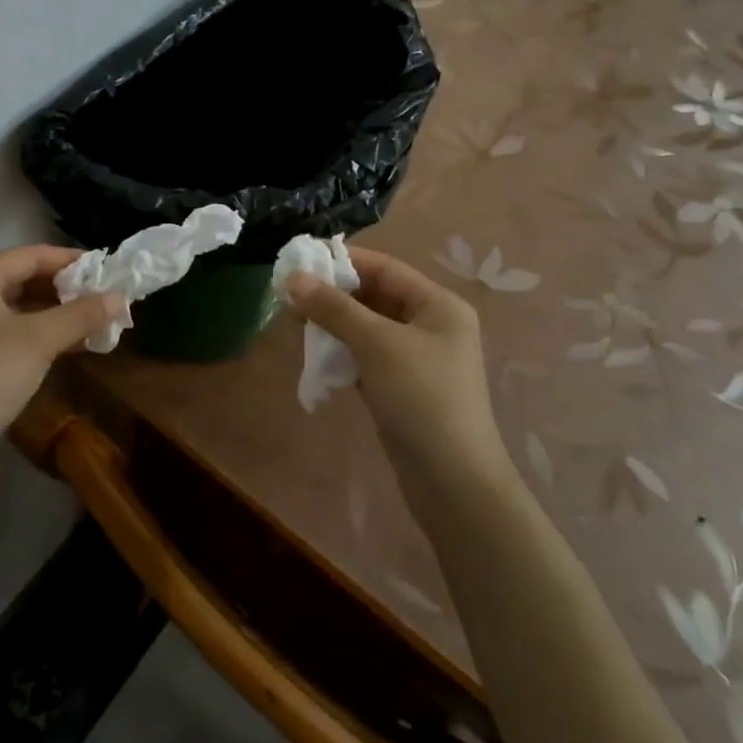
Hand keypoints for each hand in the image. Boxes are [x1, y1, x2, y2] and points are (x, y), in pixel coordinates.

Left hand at [0, 245, 121, 446]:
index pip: (30, 255)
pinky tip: (70, 342)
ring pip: (16, 306)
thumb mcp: (39, 341)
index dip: (70, 260)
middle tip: (102, 295)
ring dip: (54, 312)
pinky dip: (37, 331)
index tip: (105, 268)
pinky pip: (6, 328)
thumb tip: (121, 296)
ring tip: (93, 319)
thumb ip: (81, 314)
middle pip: (22, 278)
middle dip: (65, 289)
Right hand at [286, 249, 506, 480]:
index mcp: (437, 305)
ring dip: (333, 324)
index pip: (384, 268)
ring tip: (295, 324)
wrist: (453, 483)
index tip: (299, 260)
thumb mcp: (376, 344)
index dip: (342, 260)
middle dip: (333, 294)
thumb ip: (334, 308)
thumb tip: (292, 278)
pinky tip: (315, 355)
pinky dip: (342, 351)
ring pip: (367, 327)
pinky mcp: (402, 387)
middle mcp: (431, 325)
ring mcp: (417, 358)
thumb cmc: (421, 398)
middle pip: (374, 295)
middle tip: (289, 296)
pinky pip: (366, 356)